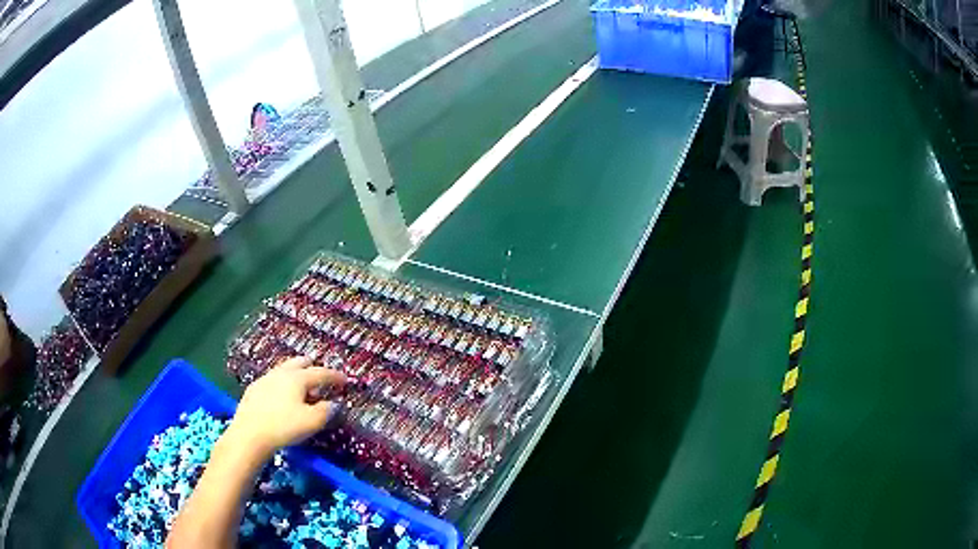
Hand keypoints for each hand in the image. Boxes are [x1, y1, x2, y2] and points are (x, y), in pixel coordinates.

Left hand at [225, 357, 344, 457]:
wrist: (249, 434)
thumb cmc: (284, 426)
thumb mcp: (312, 422)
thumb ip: (326, 411)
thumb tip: (334, 404)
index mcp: (297, 378)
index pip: (321, 373)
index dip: (334, 376)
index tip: (345, 380)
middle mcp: (281, 373)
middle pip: (299, 363)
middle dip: (313, 367)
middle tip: (321, 376)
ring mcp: (265, 379)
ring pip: (284, 370)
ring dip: (297, 375)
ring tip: (302, 387)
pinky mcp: (254, 389)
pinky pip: (273, 380)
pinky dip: (283, 384)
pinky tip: (282, 396)